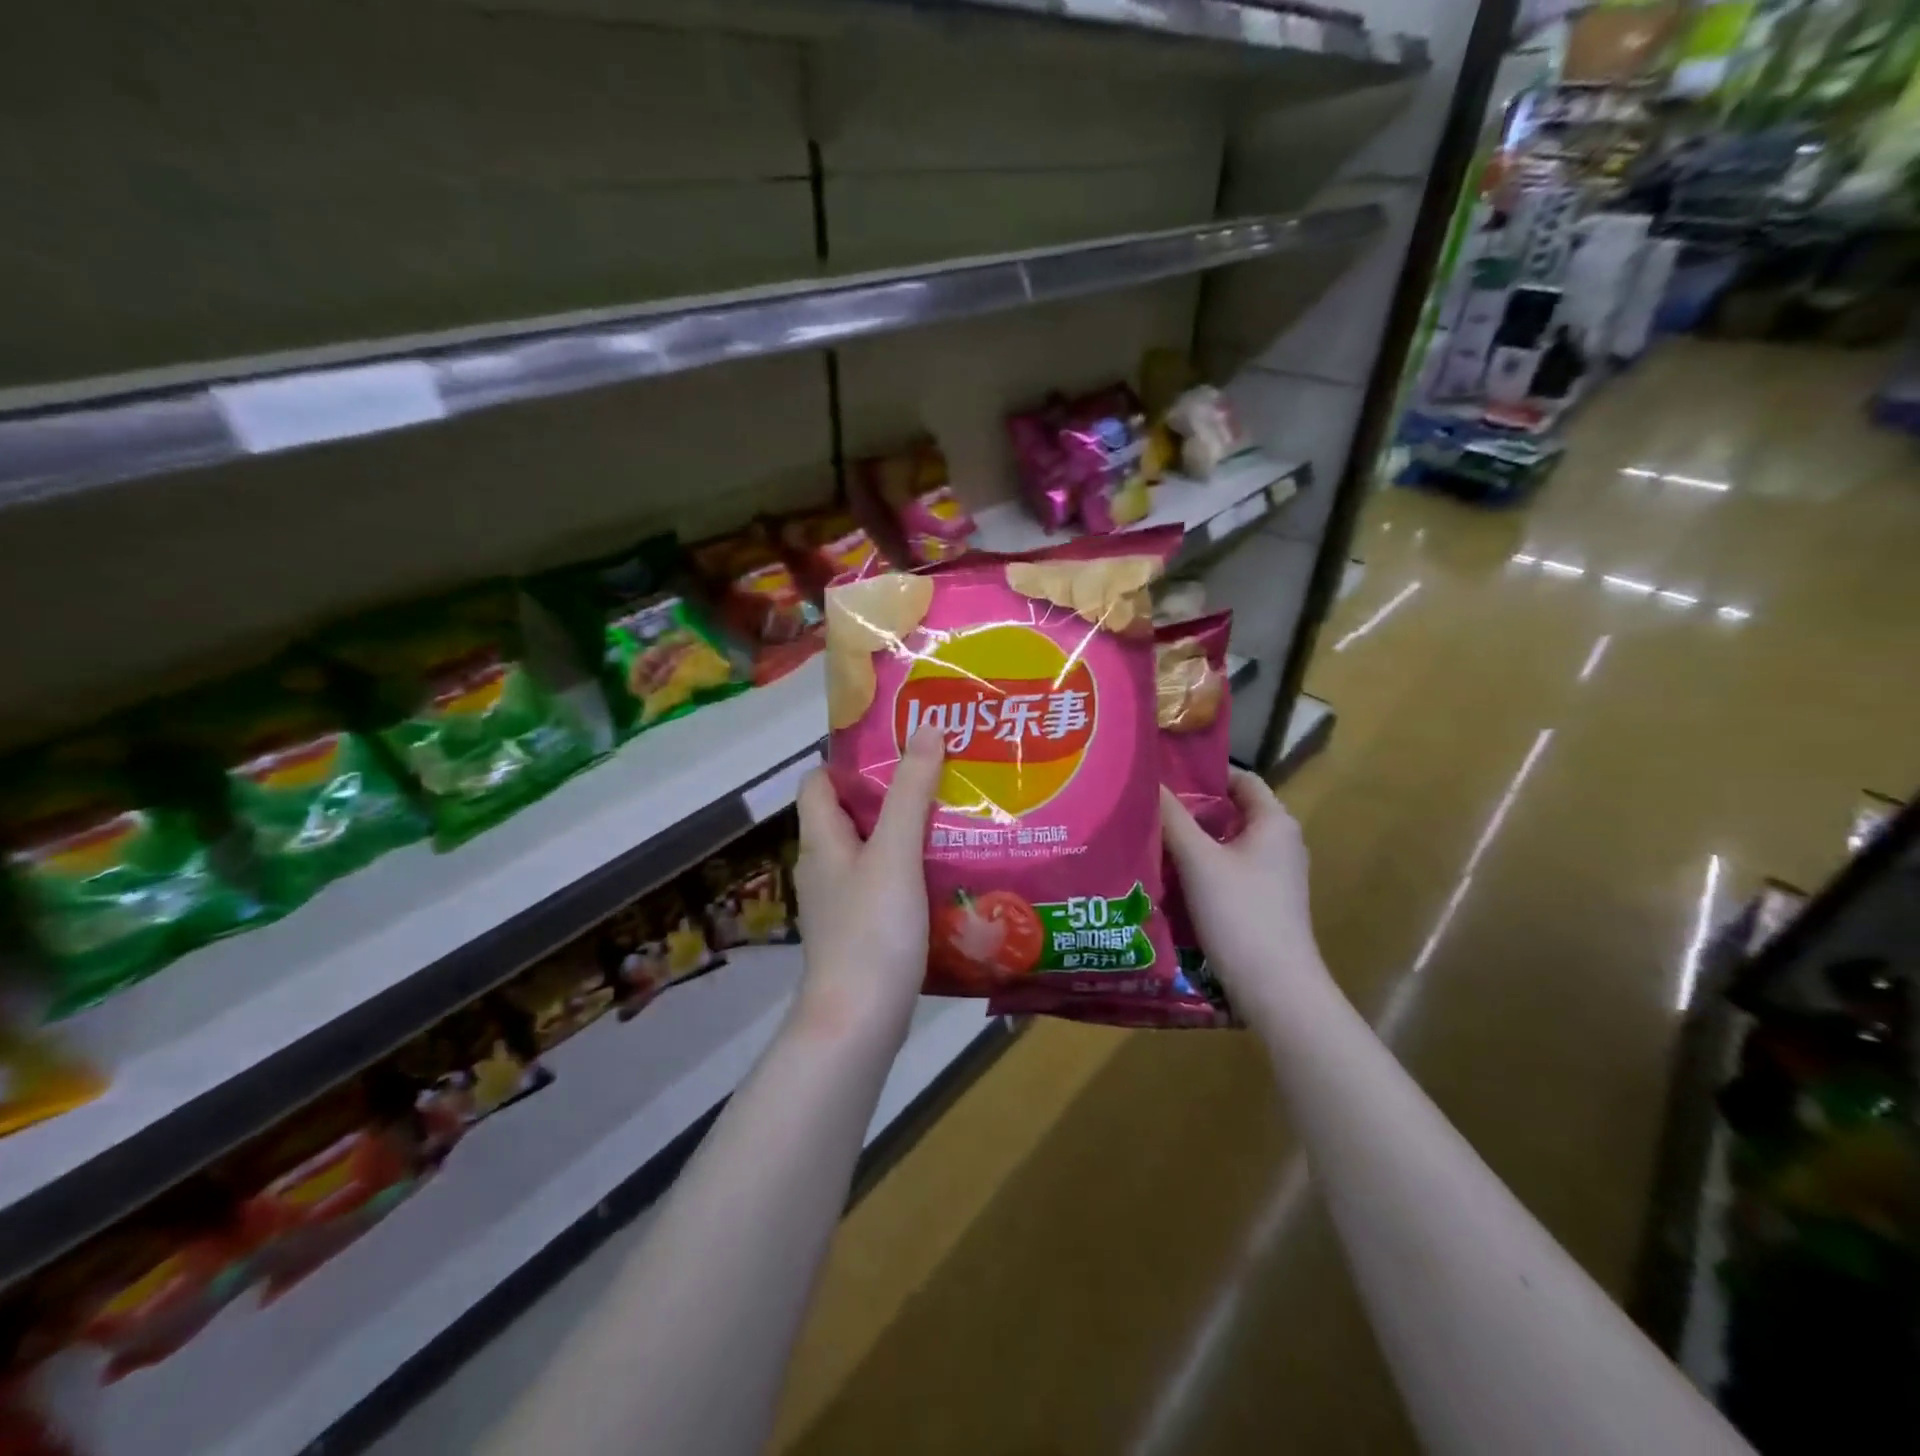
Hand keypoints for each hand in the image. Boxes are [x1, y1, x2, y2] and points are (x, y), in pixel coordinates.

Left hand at [791, 727, 945, 1041]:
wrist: (858, 1023)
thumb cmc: (871, 930)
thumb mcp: (894, 853)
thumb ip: (910, 792)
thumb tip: (925, 728)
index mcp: (821, 841)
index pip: (817, 782)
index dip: (849, 761)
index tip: (896, 745)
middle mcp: (824, 867)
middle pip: (849, 814)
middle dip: (889, 792)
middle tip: (939, 775)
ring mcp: (841, 903)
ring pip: (870, 851)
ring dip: (903, 832)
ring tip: (952, 816)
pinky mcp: (861, 931)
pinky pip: (883, 884)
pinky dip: (909, 870)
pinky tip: (945, 872)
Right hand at [1160, 771, 1329, 1016]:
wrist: (1275, 989)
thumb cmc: (1240, 913)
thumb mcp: (1198, 860)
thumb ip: (1172, 818)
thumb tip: (1149, 779)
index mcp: (1274, 822)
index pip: (1239, 779)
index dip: (1203, 772)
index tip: (1162, 773)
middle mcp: (1280, 843)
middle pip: (1229, 812)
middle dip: (1189, 808)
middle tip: (1145, 805)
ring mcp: (1273, 876)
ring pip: (1225, 844)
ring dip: (1191, 840)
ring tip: (1147, 835)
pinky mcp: (1261, 903)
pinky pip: (1226, 871)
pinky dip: (1199, 867)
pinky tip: (1166, 874)